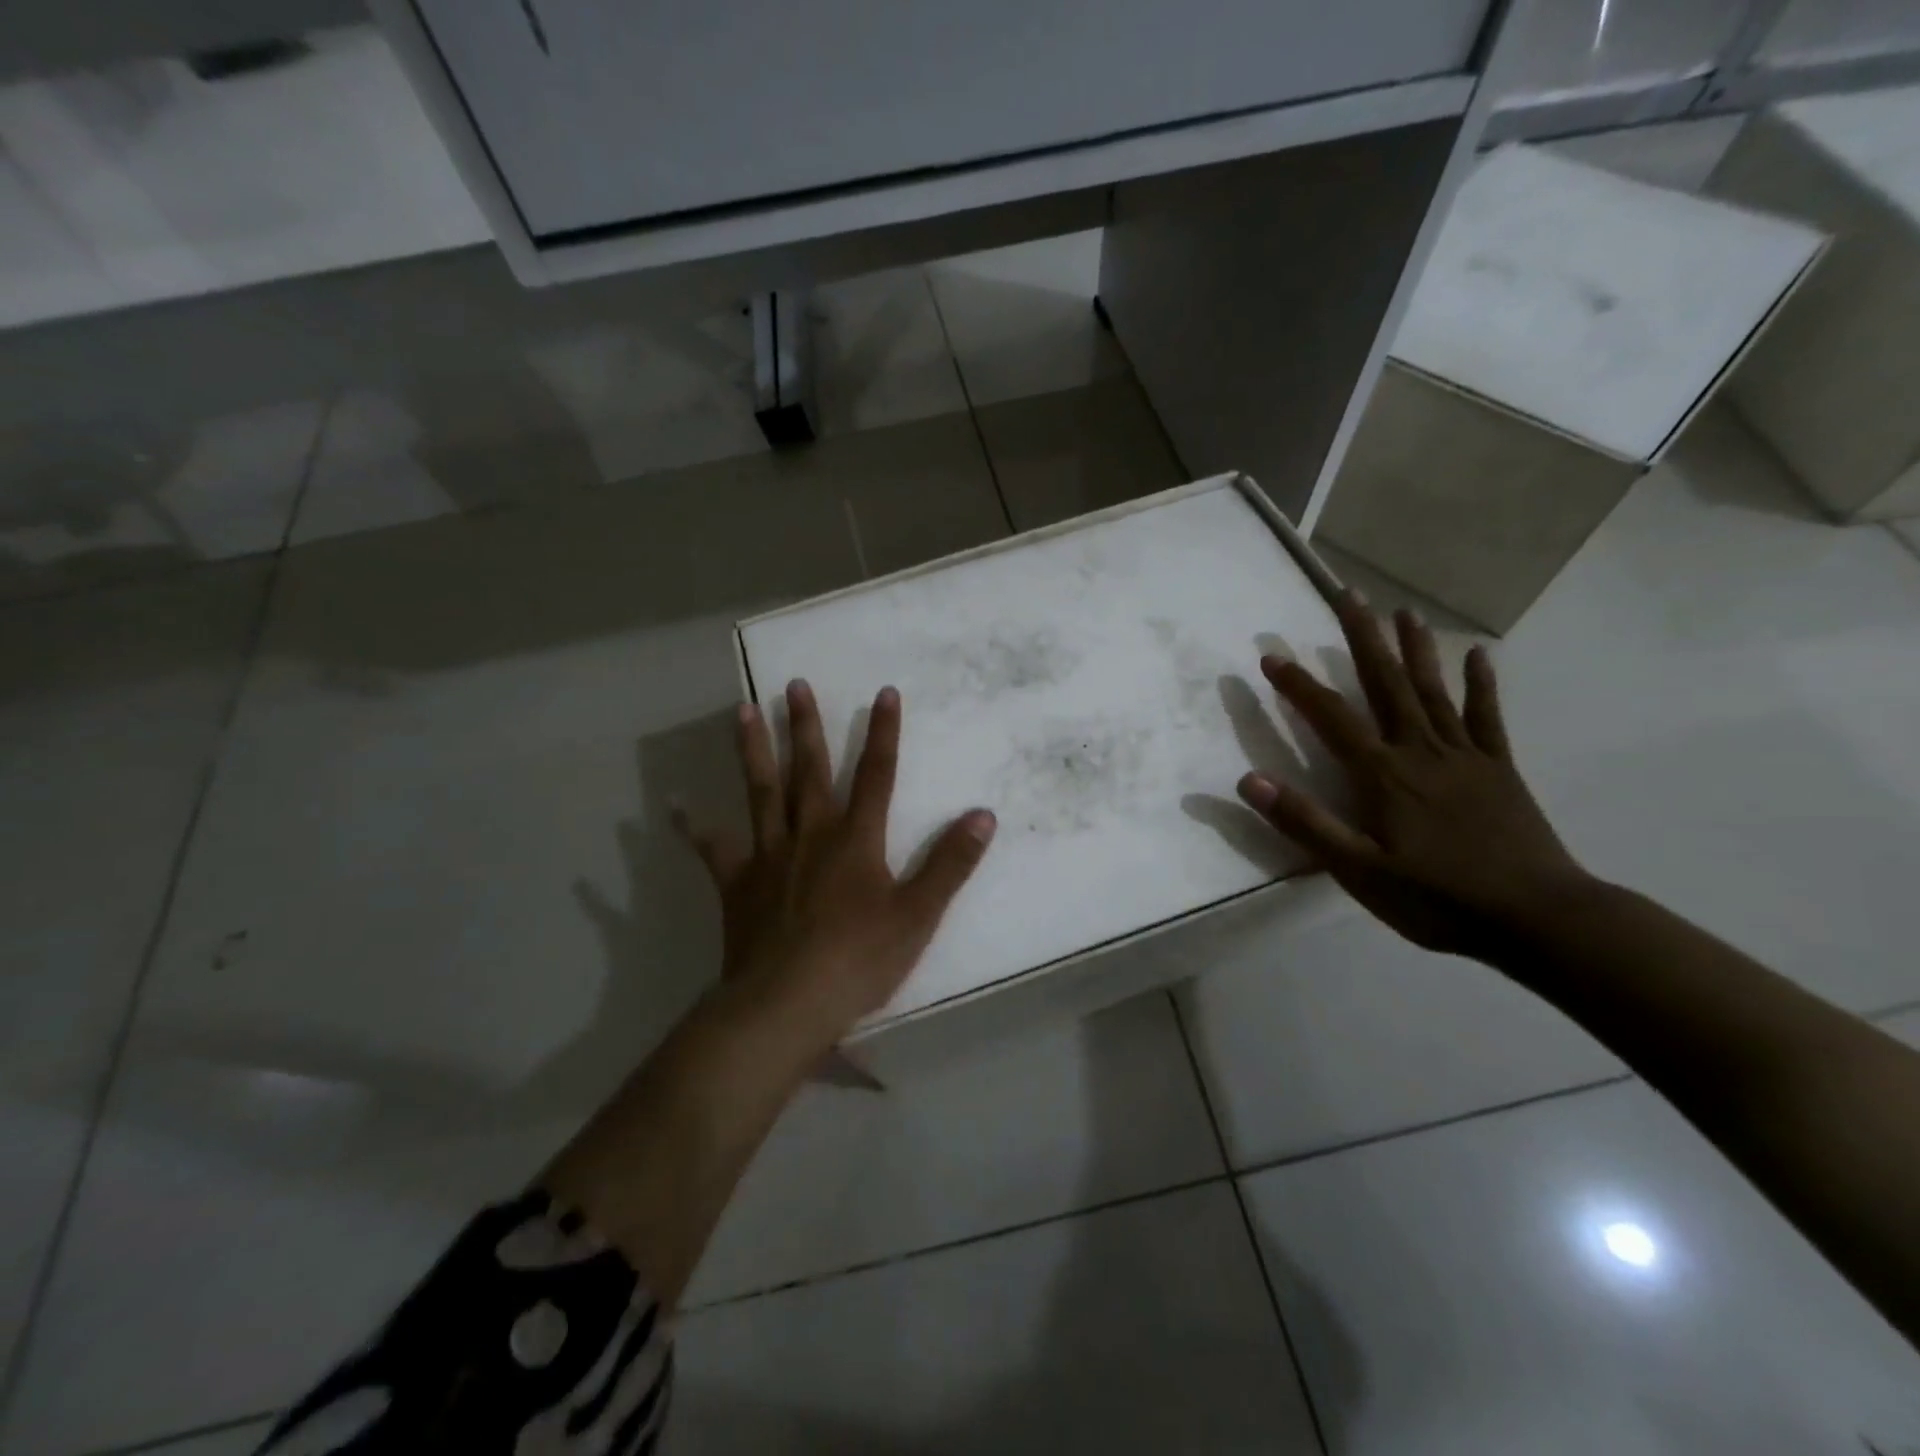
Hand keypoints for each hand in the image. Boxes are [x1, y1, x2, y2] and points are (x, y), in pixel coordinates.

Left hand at [676, 679, 996, 1048]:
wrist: (786, 1004)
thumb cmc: (858, 960)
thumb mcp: (918, 915)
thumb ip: (950, 863)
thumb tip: (983, 815)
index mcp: (855, 840)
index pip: (877, 775)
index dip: (884, 733)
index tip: (884, 692)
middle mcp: (810, 834)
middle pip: (810, 771)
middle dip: (806, 726)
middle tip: (794, 684)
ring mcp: (768, 856)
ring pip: (761, 792)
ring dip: (754, 751)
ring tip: (742, 710)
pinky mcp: (737, 884)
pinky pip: (712, 849)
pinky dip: (693, 827)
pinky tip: (674, 806)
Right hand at [1237, 592, 1591, 958]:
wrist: (1539, 920)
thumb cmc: (1438, 900)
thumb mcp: (1358, 871)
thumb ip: (1305, 822)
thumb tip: (1250, 780)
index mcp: (1383, 774)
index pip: (1331, 717)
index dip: (1298, 685)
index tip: (1270, 656)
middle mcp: (1420, 751)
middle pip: (1386, 683)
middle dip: (1363, 637)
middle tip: (1349, 595)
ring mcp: (1464, 756)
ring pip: (1433, 689)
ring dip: (1415, 648)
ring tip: (1403, 610)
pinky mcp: (1499, 769)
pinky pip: (1487, 717)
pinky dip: (1481, 684)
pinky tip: (1478, 654)